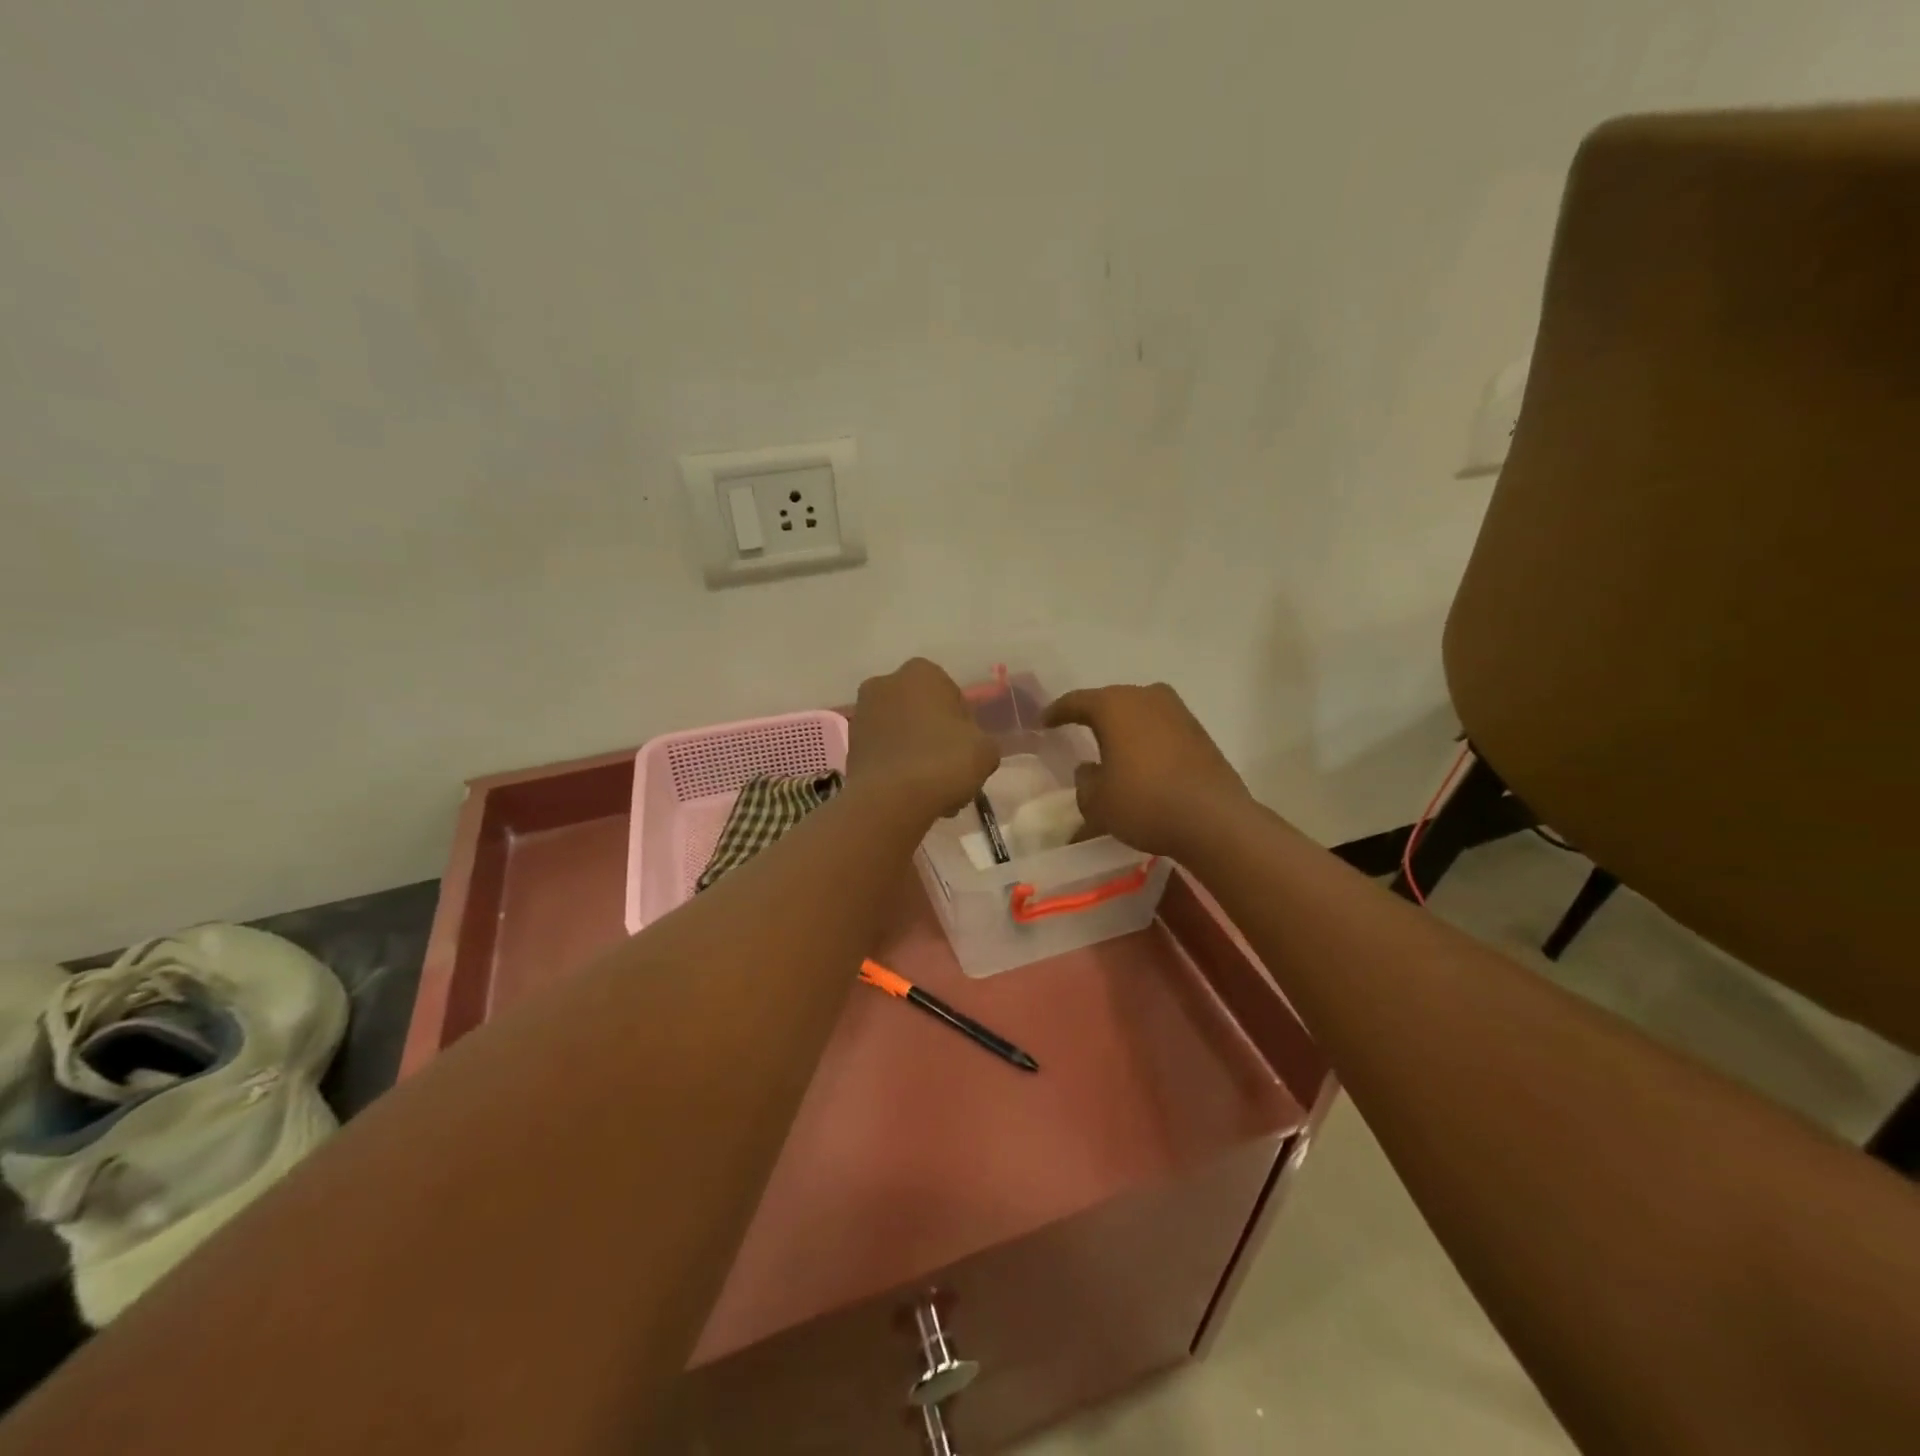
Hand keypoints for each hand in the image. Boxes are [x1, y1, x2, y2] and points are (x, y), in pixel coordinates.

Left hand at [848, 659, 999, 818]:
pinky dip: (897, 767)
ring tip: (931, 788)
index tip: (967, 750)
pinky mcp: (850, 746)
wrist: (890, 800)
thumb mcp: (985, 750)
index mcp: (921, 672)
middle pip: (922, 712)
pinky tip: (911, 793)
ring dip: (916, 753)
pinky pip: (884, 753)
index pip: (952, 695)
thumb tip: (969, 746)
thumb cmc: (944, 762)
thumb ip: (980, 740)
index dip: (963, 725)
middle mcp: (885, 683)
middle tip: (950, 769)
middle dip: (935, 736)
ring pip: (902, 734)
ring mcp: (862, 714)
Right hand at [1043, 682, 1249, 857]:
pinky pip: (1161, 728)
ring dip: (1124, 727)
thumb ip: (1085, 783)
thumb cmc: (1144, 803)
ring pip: (1140, 712)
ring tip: (1111, 745)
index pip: (1076, 701)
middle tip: (1076, 729)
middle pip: (1111, 701)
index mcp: (1114, 706)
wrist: (1213, 819)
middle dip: (1093, 715)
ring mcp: (1178, 712)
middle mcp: (1146, 697)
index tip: (1044, 723)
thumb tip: (1089, 771)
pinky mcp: (1199, 733)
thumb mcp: (1097, 802)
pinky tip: (1142, 760)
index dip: (1057, 712)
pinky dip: (1147, 739)